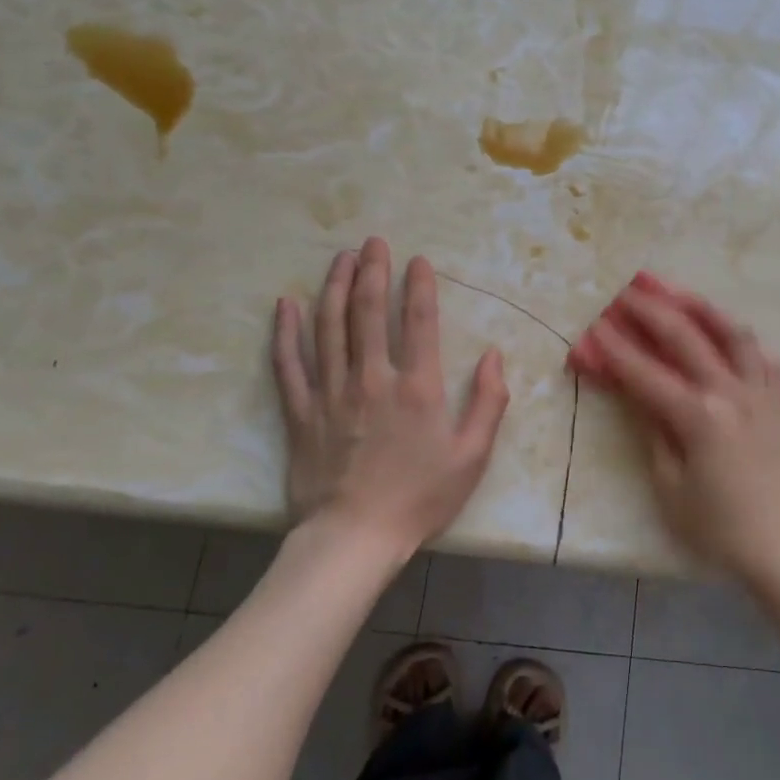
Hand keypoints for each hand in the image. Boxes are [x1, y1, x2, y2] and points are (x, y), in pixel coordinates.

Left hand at [272, 238, 509, 555]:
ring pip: (329, 326)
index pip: (419, 321)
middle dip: (373, 271)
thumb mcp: (472, 456)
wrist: (354, 538)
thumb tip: (494, 355)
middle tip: (373, 241)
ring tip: (339, 258)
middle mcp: (372, 378)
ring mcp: (331, 392)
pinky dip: (285, 332)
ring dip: (334, 286)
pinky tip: (284, 304)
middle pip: (369, 311)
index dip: (420, 285)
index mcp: (418, 387)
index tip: (418, 260)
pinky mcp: (301, 411)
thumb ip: (489, 402)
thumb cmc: (420, 498)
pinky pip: (289, 363)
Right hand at [573, 275, 779, 585]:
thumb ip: (653, 433)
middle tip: (627, 291)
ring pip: (733, 333)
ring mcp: (759, 393)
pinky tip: (728, 334)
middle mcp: (731, 392)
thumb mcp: (670, 486)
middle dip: (652, 310)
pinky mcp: (776, 402)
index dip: (616, 349)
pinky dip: (741, 339)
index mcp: (698, 416)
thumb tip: (638, 396)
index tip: (594, 325)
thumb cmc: (718, 526)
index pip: (646, 373)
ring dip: (703, 308)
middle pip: (687, 338)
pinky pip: (761, 357)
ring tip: (680, 293)